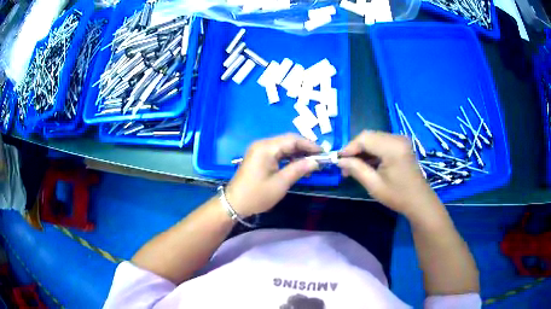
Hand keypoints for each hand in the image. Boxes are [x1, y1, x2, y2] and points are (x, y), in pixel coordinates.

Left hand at [225, 134, 320, 216]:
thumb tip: (315, 161)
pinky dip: (289, 158)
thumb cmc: (257, 195)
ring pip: (284, 147)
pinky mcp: (259, 157)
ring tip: (311, 165)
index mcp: (266, 148)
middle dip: (305, 149)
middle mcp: (262, 144)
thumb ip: (299, 169)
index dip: (309, 145)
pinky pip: (277, 153)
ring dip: (298, 154)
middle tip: (319, 159)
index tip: (323, 153)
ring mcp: (259, 150)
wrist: (234, 204)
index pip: (292, 139)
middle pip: (288, 141)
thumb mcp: (280, 183)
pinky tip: (298, 166)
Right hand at [338, 131, 442, 220]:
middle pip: (368, 136)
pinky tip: (365, 164)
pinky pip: (381, 142)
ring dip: (362, 151)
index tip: (338, 160)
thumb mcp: (374, 185)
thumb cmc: (398, 196)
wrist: (419, 201)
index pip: (364, 138)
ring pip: (374, 138)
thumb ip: (356, 169)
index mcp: (392, 148)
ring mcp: (400, 140)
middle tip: (344, 166)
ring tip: (353, 167)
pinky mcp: (401, 144)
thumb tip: (339, 160)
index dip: (349, 147)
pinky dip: (371, 151)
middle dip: (354, 149)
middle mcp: (397, 138)